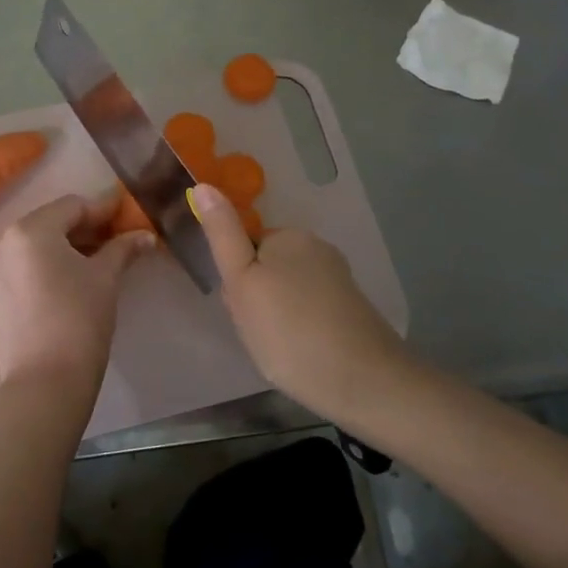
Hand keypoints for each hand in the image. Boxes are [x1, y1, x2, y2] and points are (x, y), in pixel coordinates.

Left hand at [0, 192, 154, 409]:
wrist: (45, 382)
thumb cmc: (79, 319)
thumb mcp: (105, 278)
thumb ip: (123, 249)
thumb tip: (146, 236)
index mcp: (30, 229)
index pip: (73, 206)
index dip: (104, 209)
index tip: (129, 214)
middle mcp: (5, 240)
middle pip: (53, 221)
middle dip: (87, 228)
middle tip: (120, 238)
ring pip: (39, 243)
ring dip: (70, 245)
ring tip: (103, 257)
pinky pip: (27, 262)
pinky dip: (52, 262)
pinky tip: (78, 274)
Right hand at [190, 183, 409, 415]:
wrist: (364, 382)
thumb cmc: (289, 330)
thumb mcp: (242, 282)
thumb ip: (222, 235)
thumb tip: (203, 185)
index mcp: (288, 236)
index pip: (243, 247)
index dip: (235, 280)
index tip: (241, 309)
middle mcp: (317, 248)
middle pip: (265, 268)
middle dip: (254, 298)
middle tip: (257, 331)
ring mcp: (338, 278)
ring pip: (286, 291)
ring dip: (275, 316)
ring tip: (279, 349)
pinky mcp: (352, 308)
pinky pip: (310, 310)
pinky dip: (300, 328)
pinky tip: (302, 354)